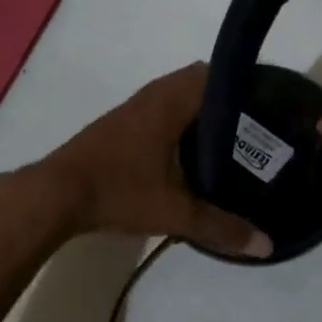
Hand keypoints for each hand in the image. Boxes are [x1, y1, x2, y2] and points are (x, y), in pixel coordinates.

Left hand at [33, 64, 272, 257]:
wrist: (54, 195)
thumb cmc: (119, 191)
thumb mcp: (175, 212)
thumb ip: (221, 227)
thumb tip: (267, 246)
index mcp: (170, 102)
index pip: (215, 74)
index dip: (242, 84)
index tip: (266, 103)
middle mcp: (152, 95)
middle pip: (197, 82)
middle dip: (224, 100)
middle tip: (252, 126)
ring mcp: (132, 108)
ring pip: (175, 96)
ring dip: (198, 110)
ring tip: (227, 139)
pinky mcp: (118, 125)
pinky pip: (158, 110)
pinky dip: (178, 120)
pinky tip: (186, 153)